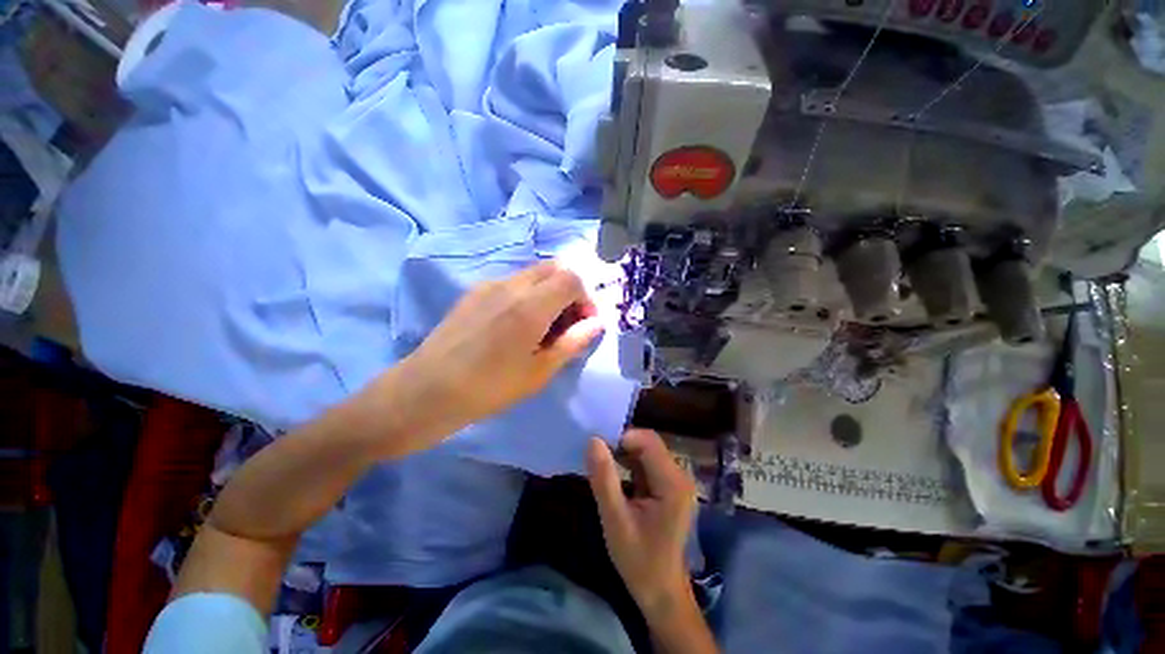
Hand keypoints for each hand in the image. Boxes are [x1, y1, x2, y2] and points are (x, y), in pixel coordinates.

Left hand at [386, 261, 604, 446]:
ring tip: (542, 326)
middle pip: (554, 268)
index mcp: (530, 305)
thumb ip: (572, 342)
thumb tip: (597, 324)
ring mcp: (489, 285)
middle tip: (566, 322)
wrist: (426, 390)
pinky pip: (512, 282)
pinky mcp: (474, 291)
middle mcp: (511, 285)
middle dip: (569, 291)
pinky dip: (528, 294)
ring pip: (533, 274)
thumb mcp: (539, 371)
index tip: (584, 324)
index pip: (572, 278)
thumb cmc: (489, 388)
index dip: (586, 298)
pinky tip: (516, 324)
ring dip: (549, 292)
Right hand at [588, 429, 698, 621]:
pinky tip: (615, 476)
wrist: (662, 594)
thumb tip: (593, 440)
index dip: (621, 438)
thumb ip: (604, 478)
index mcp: (672, 482)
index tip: (597, 449)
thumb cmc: (639, 561)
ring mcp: (676, 481)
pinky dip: (629, 464)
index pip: (647, 440)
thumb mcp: (615, 520)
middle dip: (621, 445)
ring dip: (624, 454)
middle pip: (648, 443)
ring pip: (646, 451)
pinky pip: (647, 464)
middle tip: (597, 457)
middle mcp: (679, 475)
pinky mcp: (669, 487)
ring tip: (602, 465)